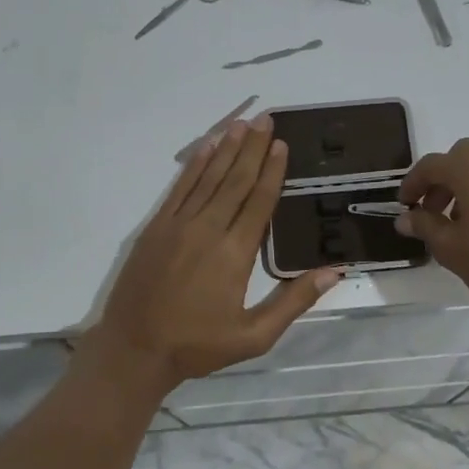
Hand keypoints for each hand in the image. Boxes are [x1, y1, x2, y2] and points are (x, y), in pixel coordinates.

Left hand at [86, 115, 340, 394]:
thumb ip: (294, 300)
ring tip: (241, 123)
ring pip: (207, 178)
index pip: (258, 201)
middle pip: (235, 180)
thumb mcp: (255, 336)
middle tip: (265, 118)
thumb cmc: (197, 345)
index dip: (272, 171)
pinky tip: (205, 147)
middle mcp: (207, 230)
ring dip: (225, 148)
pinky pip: (179, 188)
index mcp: (234, 254)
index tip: (282, 144)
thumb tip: (334, 271)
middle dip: (252, 147)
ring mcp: (177, 225)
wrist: (134, 350)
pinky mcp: (155, 228)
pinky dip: (193, 165)